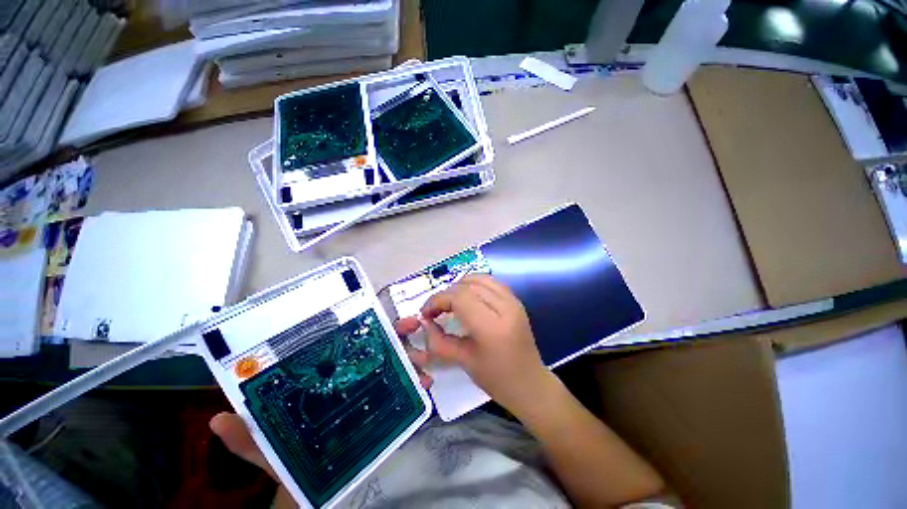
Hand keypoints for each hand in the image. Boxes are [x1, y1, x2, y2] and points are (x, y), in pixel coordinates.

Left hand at [209, 319, 431, 507]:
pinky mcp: (385, 406)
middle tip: (412, 326)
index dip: (363, 325)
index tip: (375, 313)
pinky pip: (404, 390)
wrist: (312, 485)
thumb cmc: (289, 458)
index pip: (346, 341)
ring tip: (422, 362)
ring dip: (411, 356)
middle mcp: (350, 375)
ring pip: (395, 363)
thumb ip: (246, 436)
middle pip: (377, 345)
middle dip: (396, 331)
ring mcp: (370, 389)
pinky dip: (416, 383)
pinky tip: (425, 385)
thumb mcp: (266, 447)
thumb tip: (220, 418)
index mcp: (326, 374)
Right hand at [419, 274, 555, 416]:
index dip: (438, 300)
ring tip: (450, 302)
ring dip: (460, 286)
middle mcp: (505, 307)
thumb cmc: (496, 379)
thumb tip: (425, 322)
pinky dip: (474, 285)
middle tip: (436, 310)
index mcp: (491, 327)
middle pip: (468, 285)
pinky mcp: (515, 300)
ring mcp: (513, 301)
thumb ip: (439, 340)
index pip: (459, 297)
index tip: (426, 313)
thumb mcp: (463, 361)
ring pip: (479, 279)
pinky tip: (467, 298)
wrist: (530, 383)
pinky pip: (491, 282)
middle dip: (446, 293)